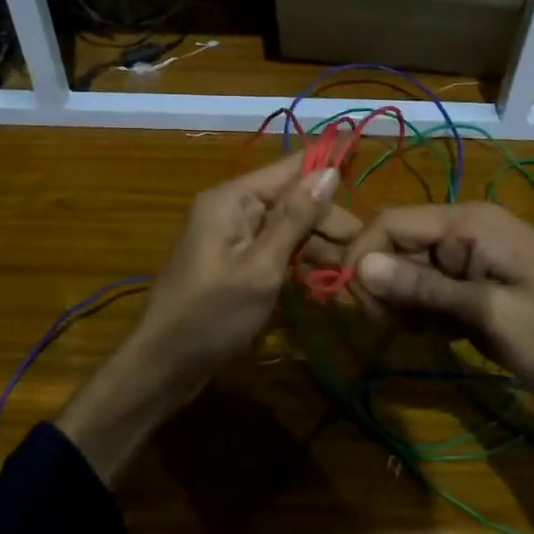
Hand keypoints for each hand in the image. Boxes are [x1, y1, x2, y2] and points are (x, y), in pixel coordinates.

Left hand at [57, 153, 352, 481]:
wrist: (164, 364)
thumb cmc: (212, 315)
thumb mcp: (261, 268)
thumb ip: (295, 219)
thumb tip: (328, 171)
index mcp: (232, 198)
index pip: (290, 169)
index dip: (329, 172)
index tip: (368, 183)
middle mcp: (232, 207)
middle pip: (292, 199)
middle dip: (328, 222)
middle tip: (363, 254)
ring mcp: (232, 235)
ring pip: (287, 227)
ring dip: (318, 245)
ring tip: (353, 271)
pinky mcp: (235, 261)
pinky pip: (274, 249)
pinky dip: (298, 261)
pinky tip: (327, 279)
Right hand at [343, 202, 533, 454]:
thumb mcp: (488, 315)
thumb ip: (422, 290)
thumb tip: (359, 265)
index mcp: (467, 222)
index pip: (388, 222)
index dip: (361, 259)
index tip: (353, 308)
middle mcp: (466, 226)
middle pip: (397, 246)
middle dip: (386, 288)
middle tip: (399, 331)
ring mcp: (475, 251)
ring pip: (412, 269)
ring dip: (408, 304)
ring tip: (434, 336)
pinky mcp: (481, 274)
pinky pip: (435, 285)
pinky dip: (430, 311)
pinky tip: (449, 335)